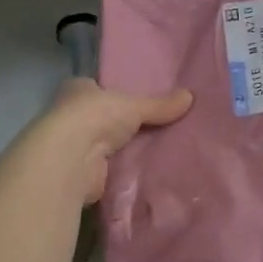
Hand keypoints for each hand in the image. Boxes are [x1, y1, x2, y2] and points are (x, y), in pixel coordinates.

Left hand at [22, 78, 192, 204]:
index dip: (115, 94)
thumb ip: (160, 105)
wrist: (71, 159)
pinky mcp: (82, 173)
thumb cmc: (95, 116)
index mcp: (77, 90)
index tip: (139, 101)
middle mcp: (71, 116)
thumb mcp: (134, 105)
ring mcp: (74, 146)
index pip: (97, 88)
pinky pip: (109, 169)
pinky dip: (124, 171)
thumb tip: (191, 96)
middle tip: (159, 128)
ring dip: (124, 150)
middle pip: (103, 119)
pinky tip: (147, 173)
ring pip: (106, 145)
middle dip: (123, 125)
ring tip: (160, 151)